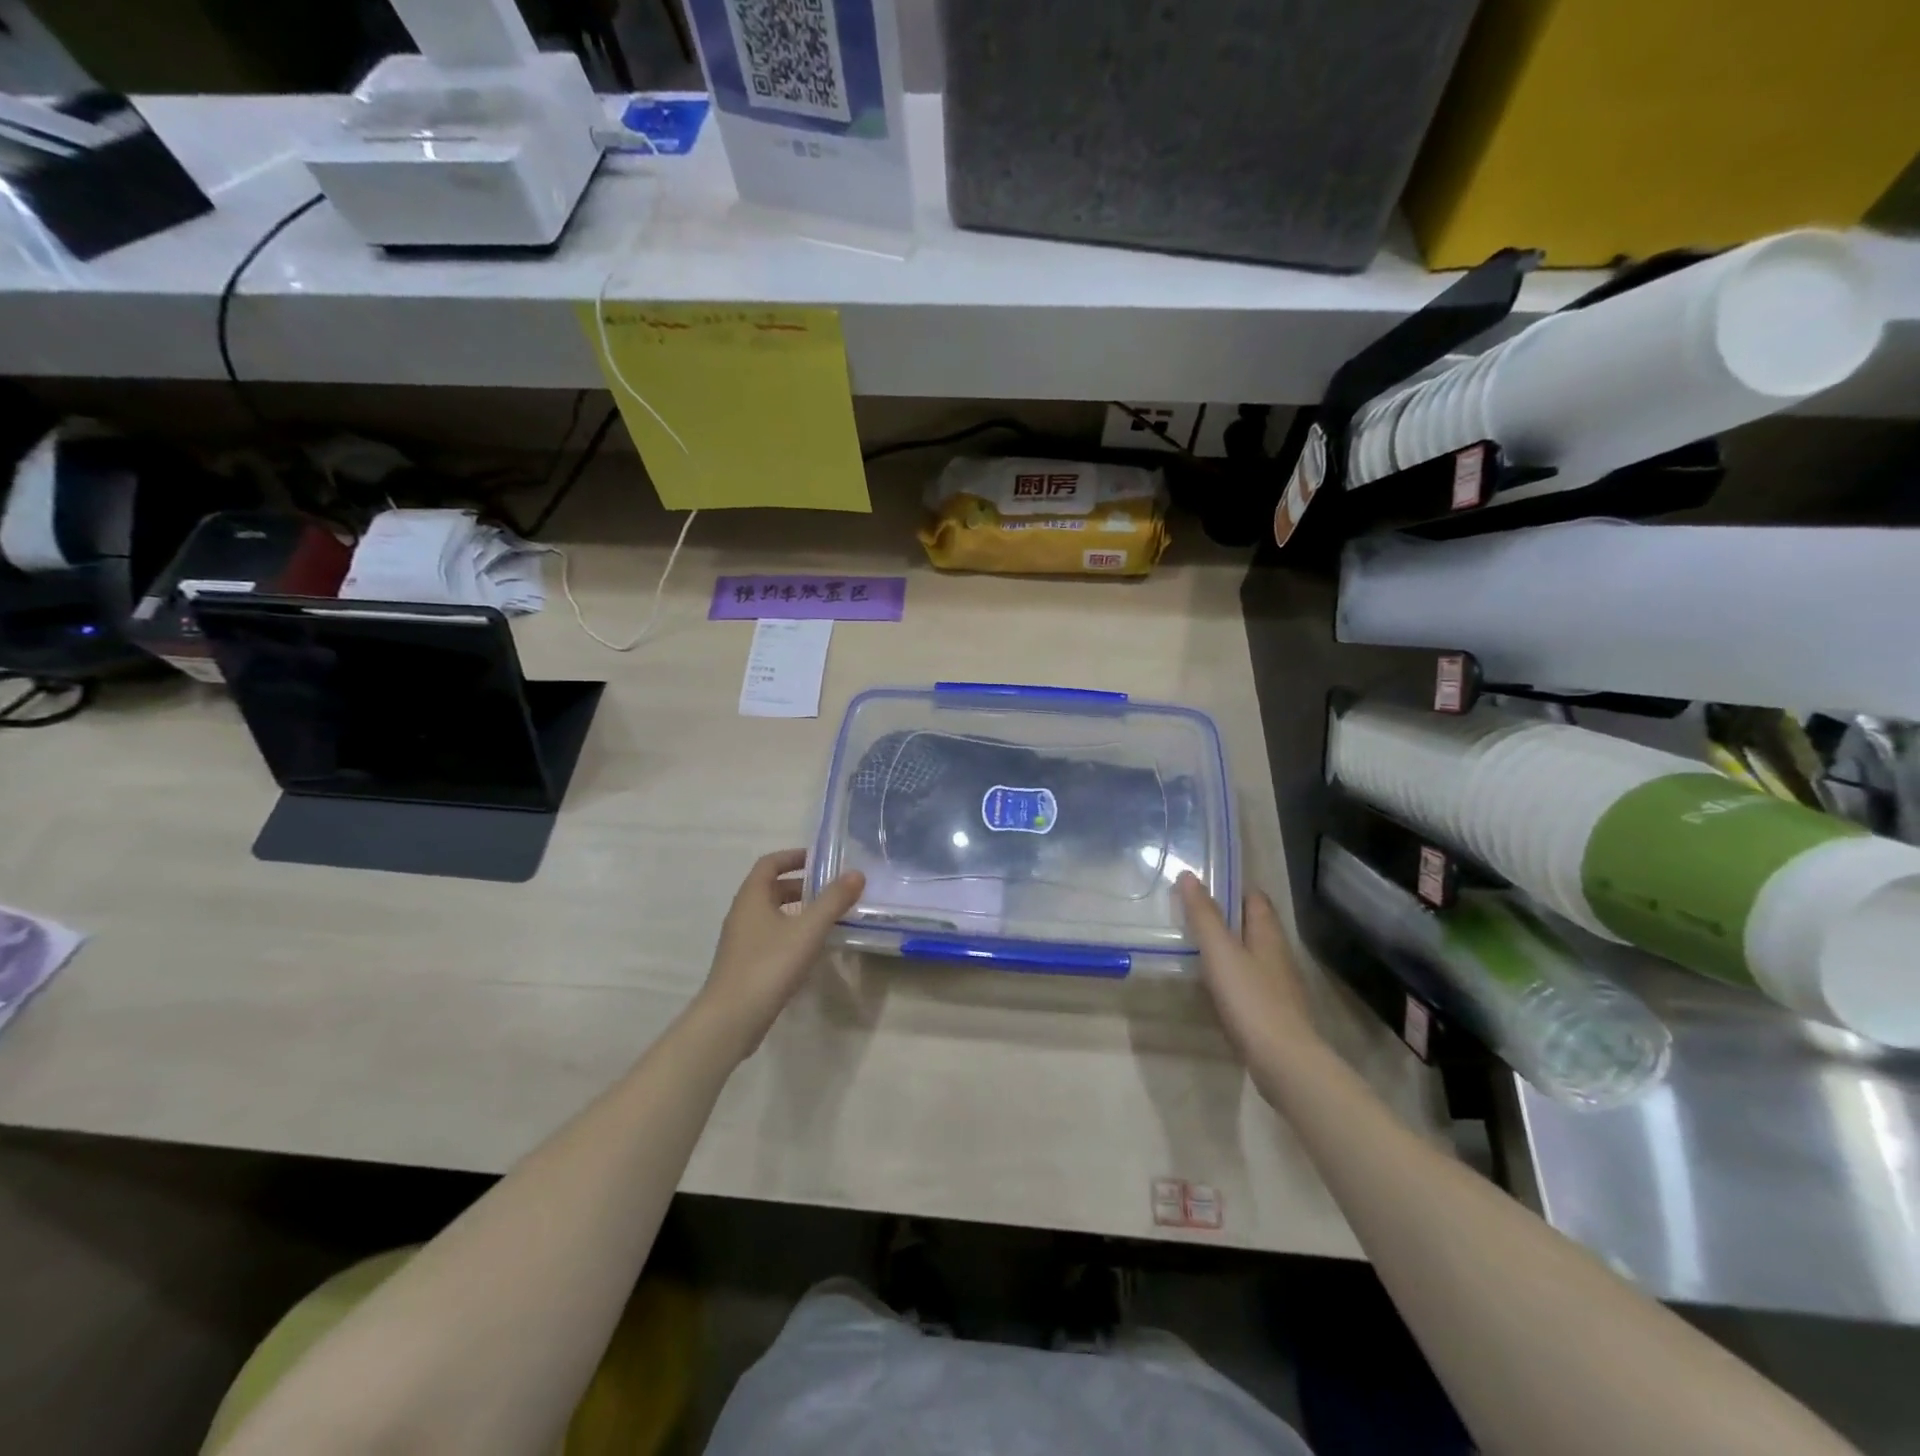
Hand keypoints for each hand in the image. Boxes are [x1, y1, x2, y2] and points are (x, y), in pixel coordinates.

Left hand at [690, 850, 864, 1060]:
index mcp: (751, 897)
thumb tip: (856, 873)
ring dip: (796, 910)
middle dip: (800, 885)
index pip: (769, 863)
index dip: (793, 856)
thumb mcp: (808, 930)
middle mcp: (742, 913)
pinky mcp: (744, 964)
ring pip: (770, 914)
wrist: (730, 1020)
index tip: (820, 859)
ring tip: (826, 918)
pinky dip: (790, 932)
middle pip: (770, 888)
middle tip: (830, 890)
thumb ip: (833, 901)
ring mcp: (740, 940)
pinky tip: (809, 949)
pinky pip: (769, 936)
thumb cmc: (768, 966)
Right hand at [1175, 873, 1318, 1064]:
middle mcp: (1278, 954)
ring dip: (1228, 947)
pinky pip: (1249, 982)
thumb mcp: (1220, 951)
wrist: (1283, 1061)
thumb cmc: (1251, 999)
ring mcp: (1278, 985)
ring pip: (1251, 954)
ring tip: (1194, 946)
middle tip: (1190, 914)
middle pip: (1253, 925)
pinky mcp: (1273, 1011)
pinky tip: (1211, 986)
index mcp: (1268, 934)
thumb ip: (1203, 915)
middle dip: (1226, 917)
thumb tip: (1189, 875)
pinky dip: (1231, 976)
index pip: (1255, 898)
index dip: (1232, 888)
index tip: (1202, 886)